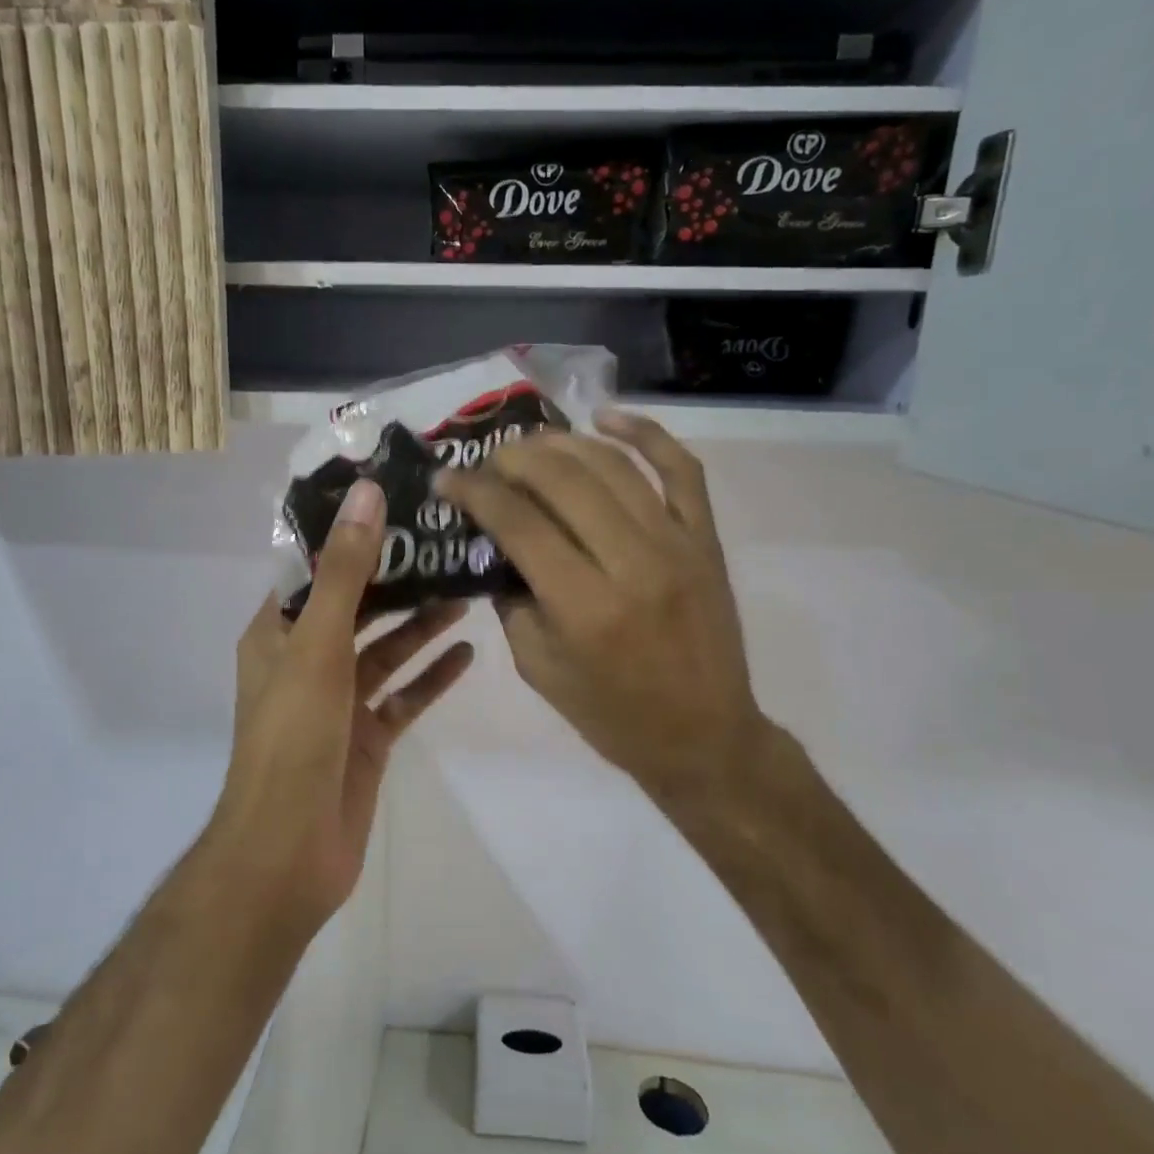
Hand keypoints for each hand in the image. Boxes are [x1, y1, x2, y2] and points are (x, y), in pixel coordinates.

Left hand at [213, 480, 474, 931]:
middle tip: (447, 546)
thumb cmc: (293, 738)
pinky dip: (431, 675)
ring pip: (385, 651)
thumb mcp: (318, 645)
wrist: (289, 852)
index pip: (317, 569)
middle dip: (398, 580)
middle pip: (357, 607)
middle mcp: (305, 660)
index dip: (353, 536)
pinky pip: (403, 696)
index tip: (400, 504)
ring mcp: (338, 702)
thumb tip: (367, 495)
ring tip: (465, 593)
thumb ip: (346, 572)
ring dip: (420, 625)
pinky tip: (467, 654)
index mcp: (277, 633)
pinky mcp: (367, 738)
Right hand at [436, 412, 768, 808]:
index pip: (520, 523)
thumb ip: (512, 601)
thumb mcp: (539, 670)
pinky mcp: (706, 539)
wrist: (705, 737)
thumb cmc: (612, 715)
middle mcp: (633, 563)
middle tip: (487, 462)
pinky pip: (682, 469)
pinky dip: (645, 432)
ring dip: (562, 443)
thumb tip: (496, 543)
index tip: (447, 478)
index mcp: (585, 607)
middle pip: (564, 479)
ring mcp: (677, 544)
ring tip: (529, 445)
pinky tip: (606, 416)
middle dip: (513, 458)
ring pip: (613, 465)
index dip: (475, 491)